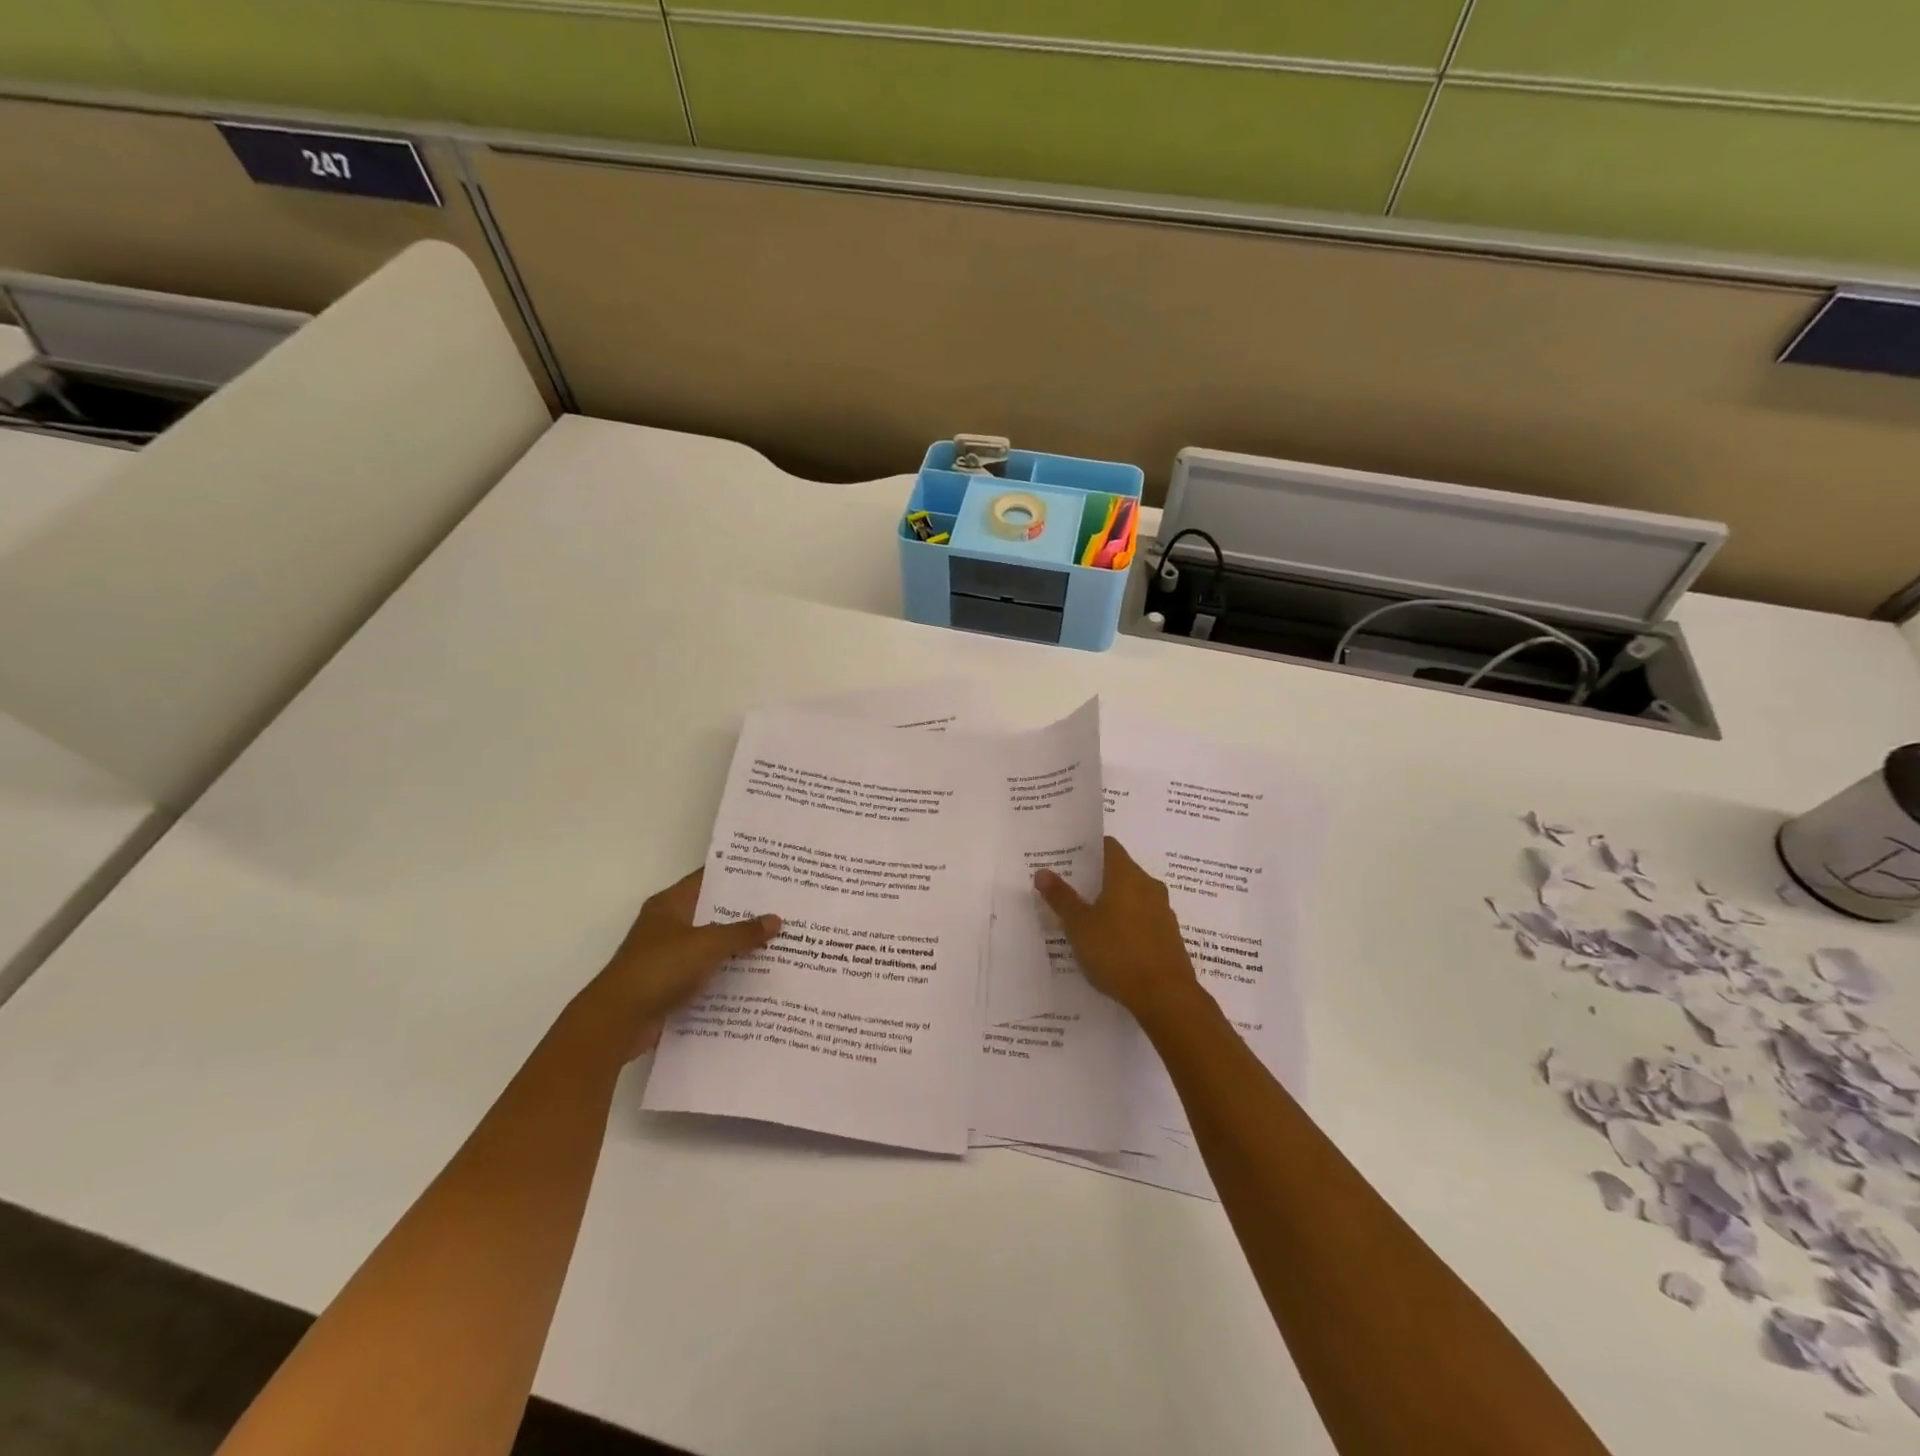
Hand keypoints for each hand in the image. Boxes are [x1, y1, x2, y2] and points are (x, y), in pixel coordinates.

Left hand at [587, 869, 780, 1055]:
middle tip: (782, 908)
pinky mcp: (669, 985)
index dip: (736, 875)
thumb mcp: (708, 944)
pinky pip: (705, 973)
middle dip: (744, 913)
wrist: (618, 1020)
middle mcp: (667, 925)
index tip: (769, 874)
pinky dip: (725, 975)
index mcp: (670, 904)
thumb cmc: (661, 968)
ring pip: (710, 945)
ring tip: (777, 942)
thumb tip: (776, 919)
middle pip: (712, 912)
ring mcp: (667, 957)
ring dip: (736, 947)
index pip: (707, 879)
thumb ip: (743, 932)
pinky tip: (755, 977)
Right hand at [1035, 837, 1199, 1023]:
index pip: (1107, 846)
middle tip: (1068, 889)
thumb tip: (1043, 872)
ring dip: (1111, 902)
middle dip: (1095, 878)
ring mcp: (1162, 911)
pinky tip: (1109, 942)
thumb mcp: (1079, 926)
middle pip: (1119, 870)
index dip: (1087, 848)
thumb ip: (1061, 898)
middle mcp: (1148, 886)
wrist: (1166, 997)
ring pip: (1132, 896)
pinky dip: (1126, 922)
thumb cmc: (1117, 953)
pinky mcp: (1168, 936)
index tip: (1067, 857)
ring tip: (1085, 917)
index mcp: (1127, 875)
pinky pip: (1142, 918)